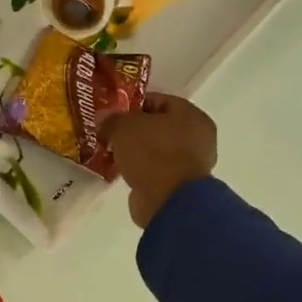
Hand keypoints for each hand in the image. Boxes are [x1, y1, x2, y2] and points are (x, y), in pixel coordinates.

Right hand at [101, 94, 217, 228]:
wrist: (168, 201)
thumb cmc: (152, 153)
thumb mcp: (124, 127)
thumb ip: (112, 119)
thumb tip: (104, 118)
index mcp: (191, 114)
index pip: (158, 100)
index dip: (132, 105)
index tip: (112, 114)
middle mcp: (198, 137)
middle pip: (158, 126)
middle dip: (134, 131)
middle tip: (110, 134)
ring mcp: (192, 163)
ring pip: (157, 150)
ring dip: (137, 152)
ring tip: (113, 154)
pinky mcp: (181, 186)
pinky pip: (157, 170)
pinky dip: (142, 171)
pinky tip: (124, 172)